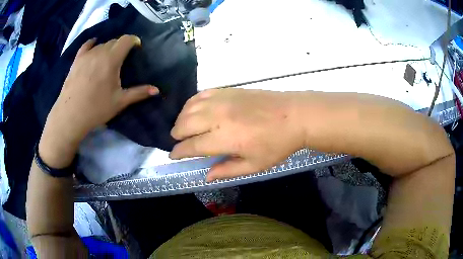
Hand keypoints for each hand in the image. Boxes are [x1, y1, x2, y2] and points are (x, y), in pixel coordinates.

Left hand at [39, 35, 158, 167]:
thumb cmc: (96, 109)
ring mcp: (87, 55)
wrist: (71, 116)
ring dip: (108, 48)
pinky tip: (94, 45)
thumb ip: (139, 93)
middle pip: (114, 41)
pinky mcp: (77, 60)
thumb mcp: (120, 102)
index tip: (137, 48)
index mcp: (112, 59)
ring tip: (108, 58)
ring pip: (101, 44)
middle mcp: (100, 52)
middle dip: (121, 46)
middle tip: (123, 58)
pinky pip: (86, 45)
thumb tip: (157, 90)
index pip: (126, 40)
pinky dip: (93, 44)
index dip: (134, 41)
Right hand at [170, 88, 305, 181]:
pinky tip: (193, 108)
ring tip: (183, 126)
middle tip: (178, 142)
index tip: (173, 156)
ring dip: (181, 118)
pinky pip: (202, 94)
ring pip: (190, 107)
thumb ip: (227, 170)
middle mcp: (217, 117)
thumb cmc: (277, 144)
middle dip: (176, 135)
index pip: (191, 146)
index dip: (179, 152)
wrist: (294, 116)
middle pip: (185, 124)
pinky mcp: (228, 90)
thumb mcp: (254, 165)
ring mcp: (222, 100)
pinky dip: (192, 102)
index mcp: (224, 139)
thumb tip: (207, 176)